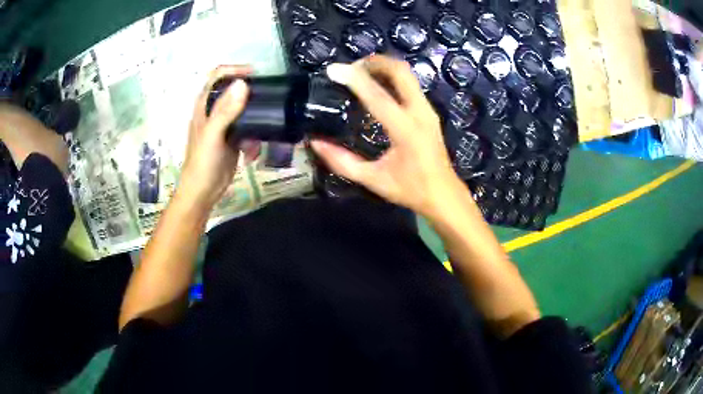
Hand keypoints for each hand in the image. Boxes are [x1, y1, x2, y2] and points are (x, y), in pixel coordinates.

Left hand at [178, 66, 250, 208]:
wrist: (203, 192)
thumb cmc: (202, 162)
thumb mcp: (213, 135)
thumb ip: (226, 110)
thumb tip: (243, 84)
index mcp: (205, 105)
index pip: (218, 76)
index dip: (235, 70)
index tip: (254, 75)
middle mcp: (215, 110)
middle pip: (235, 91)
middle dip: (251, 97)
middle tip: (267, 102)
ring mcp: (225, 124)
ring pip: (246, 111)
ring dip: (255, 123)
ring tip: (256, 140)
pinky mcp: (234, 138)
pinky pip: (249, 130)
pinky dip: (253, 140)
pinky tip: (252, 155)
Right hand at [311, 55, 462, 216]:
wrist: (444, 194)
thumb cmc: (410, 190)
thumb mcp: (373, 179)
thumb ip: (342, 162)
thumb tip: (315, 143)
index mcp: (406, 130)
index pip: (377, 96)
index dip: (354, 80)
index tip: (333, 70)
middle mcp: (420, 113)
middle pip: (400, 71)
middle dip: (374, 62)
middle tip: (351, 67)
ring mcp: (428, 110)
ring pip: (407, 74)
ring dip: (383, 67)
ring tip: (360, 73)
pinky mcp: (429, 112)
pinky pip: (410, 84)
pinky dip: (392, 77)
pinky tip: (377, 86)